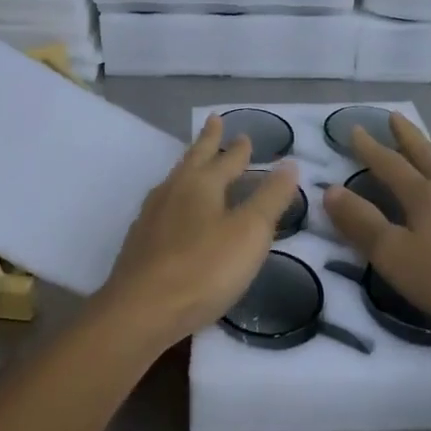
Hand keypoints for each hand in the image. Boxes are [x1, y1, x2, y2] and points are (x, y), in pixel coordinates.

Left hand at [96, 115, 300, 347]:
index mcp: (201, 183)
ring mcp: (152, 215)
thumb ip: (270, 198)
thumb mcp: (250, 232)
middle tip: (213, 121)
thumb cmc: (204, 268)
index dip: (239, 148)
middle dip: (207, 141)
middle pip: (194, 158)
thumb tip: (289, 163)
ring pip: (175, 180)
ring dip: (190, 166)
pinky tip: (175, 211)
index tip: (245, 134)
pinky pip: (164, 204)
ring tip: (195, 164)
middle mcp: (173, 190)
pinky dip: (177, 197)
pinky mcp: (141, 240)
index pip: (226, 158)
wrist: (141, 309)